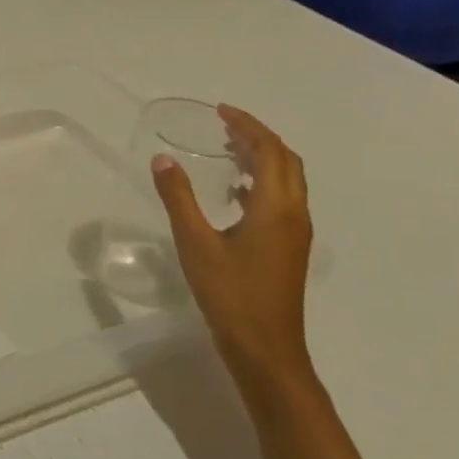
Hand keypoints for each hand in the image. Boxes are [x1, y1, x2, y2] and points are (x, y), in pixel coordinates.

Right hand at [151, 104, 314, 394]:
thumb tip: (163, 159)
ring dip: (262, 158)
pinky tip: (235, 192)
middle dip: (258, 137)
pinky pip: (282, 199)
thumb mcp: (195, 242)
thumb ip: (178, 198)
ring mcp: (296, 232)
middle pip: (286, 161)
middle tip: (224, 125)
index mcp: (275, 207)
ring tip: (228, 149)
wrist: (265, 347)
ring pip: (287, 180)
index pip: (270, 151)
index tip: (221, 111)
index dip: (248, 126)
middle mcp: (294, 213)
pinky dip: (262, 182)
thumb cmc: (230, 293)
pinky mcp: (289, 247)